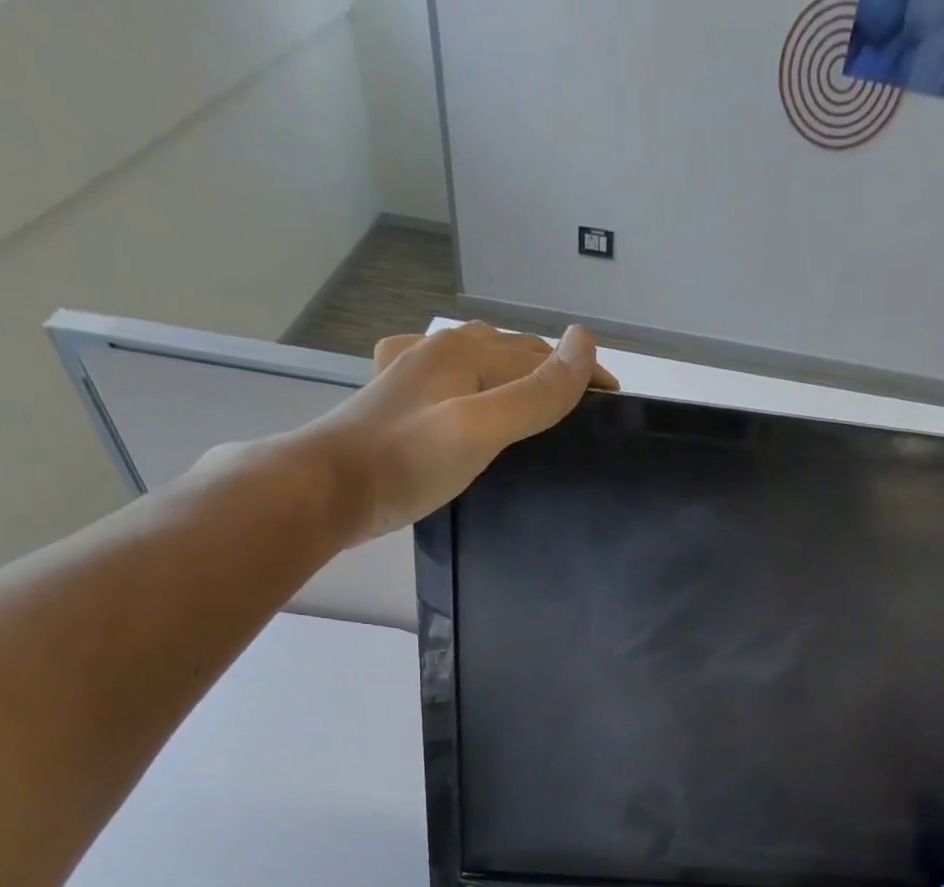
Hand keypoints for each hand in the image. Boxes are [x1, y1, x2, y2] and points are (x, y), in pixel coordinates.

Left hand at [298, 321, 618, 542]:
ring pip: (480, 363)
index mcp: (464, 351)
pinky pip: (450, 382)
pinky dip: (475, 385)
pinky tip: (469, 398)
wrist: (328, 488)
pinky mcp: (397, 402)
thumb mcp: (482, 427)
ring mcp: (413, 374)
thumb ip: (535, 392)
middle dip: (552, 372)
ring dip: (516, 375)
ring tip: (540, 404)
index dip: (582, 374)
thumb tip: (585, 342)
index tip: (615, 402)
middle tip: (585, 409)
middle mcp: (439, 350)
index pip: (541, 355)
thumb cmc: (409, 460)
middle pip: (511, 353)